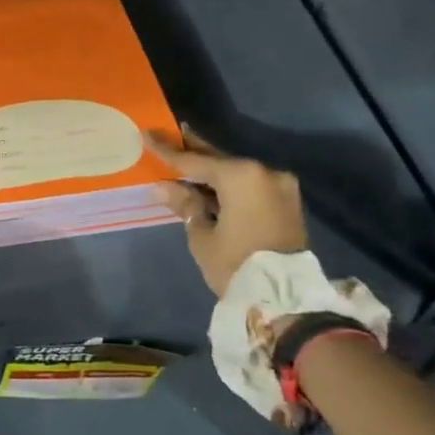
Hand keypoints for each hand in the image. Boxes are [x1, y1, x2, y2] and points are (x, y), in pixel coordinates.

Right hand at [149, 128, 306, 296]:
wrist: (285, 300)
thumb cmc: (236, 264)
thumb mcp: (202, 236)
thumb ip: (185, 204)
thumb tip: (164, 186)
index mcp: (241, 176)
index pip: (195, 160)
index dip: (168, 151)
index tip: (147, 133)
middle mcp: (264, 172)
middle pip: (220, 160)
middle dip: (194, 150)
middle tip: (173, 133)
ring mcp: (280, 187)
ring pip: (237, 172)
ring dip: (213, 170)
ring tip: (187, 160)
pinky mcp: (287, 203)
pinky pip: (251, 185)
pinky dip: (230, 184)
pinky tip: (210, 184)